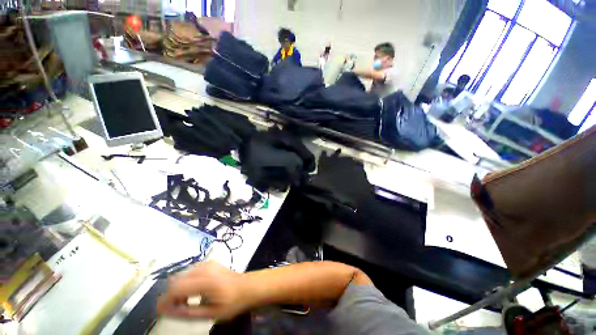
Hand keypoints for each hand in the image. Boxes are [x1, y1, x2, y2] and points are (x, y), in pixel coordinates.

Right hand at [156, 261, 248, 320]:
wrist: (247, 287)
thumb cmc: (232, 302)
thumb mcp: (211, 313)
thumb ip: (187, 312)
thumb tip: (167, 311)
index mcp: (205, 281)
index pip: (175, 288)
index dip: (164, 300)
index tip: (161, 311)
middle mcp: (205, 269)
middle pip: (176, 280)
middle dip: (171, 295)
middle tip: (176, 308)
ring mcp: (208, 264)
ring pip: (182, 275)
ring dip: (179, 288)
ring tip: (186, 301)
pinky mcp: (210, 264)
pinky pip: (191, 272)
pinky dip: (187, 282)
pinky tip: (193, 291)